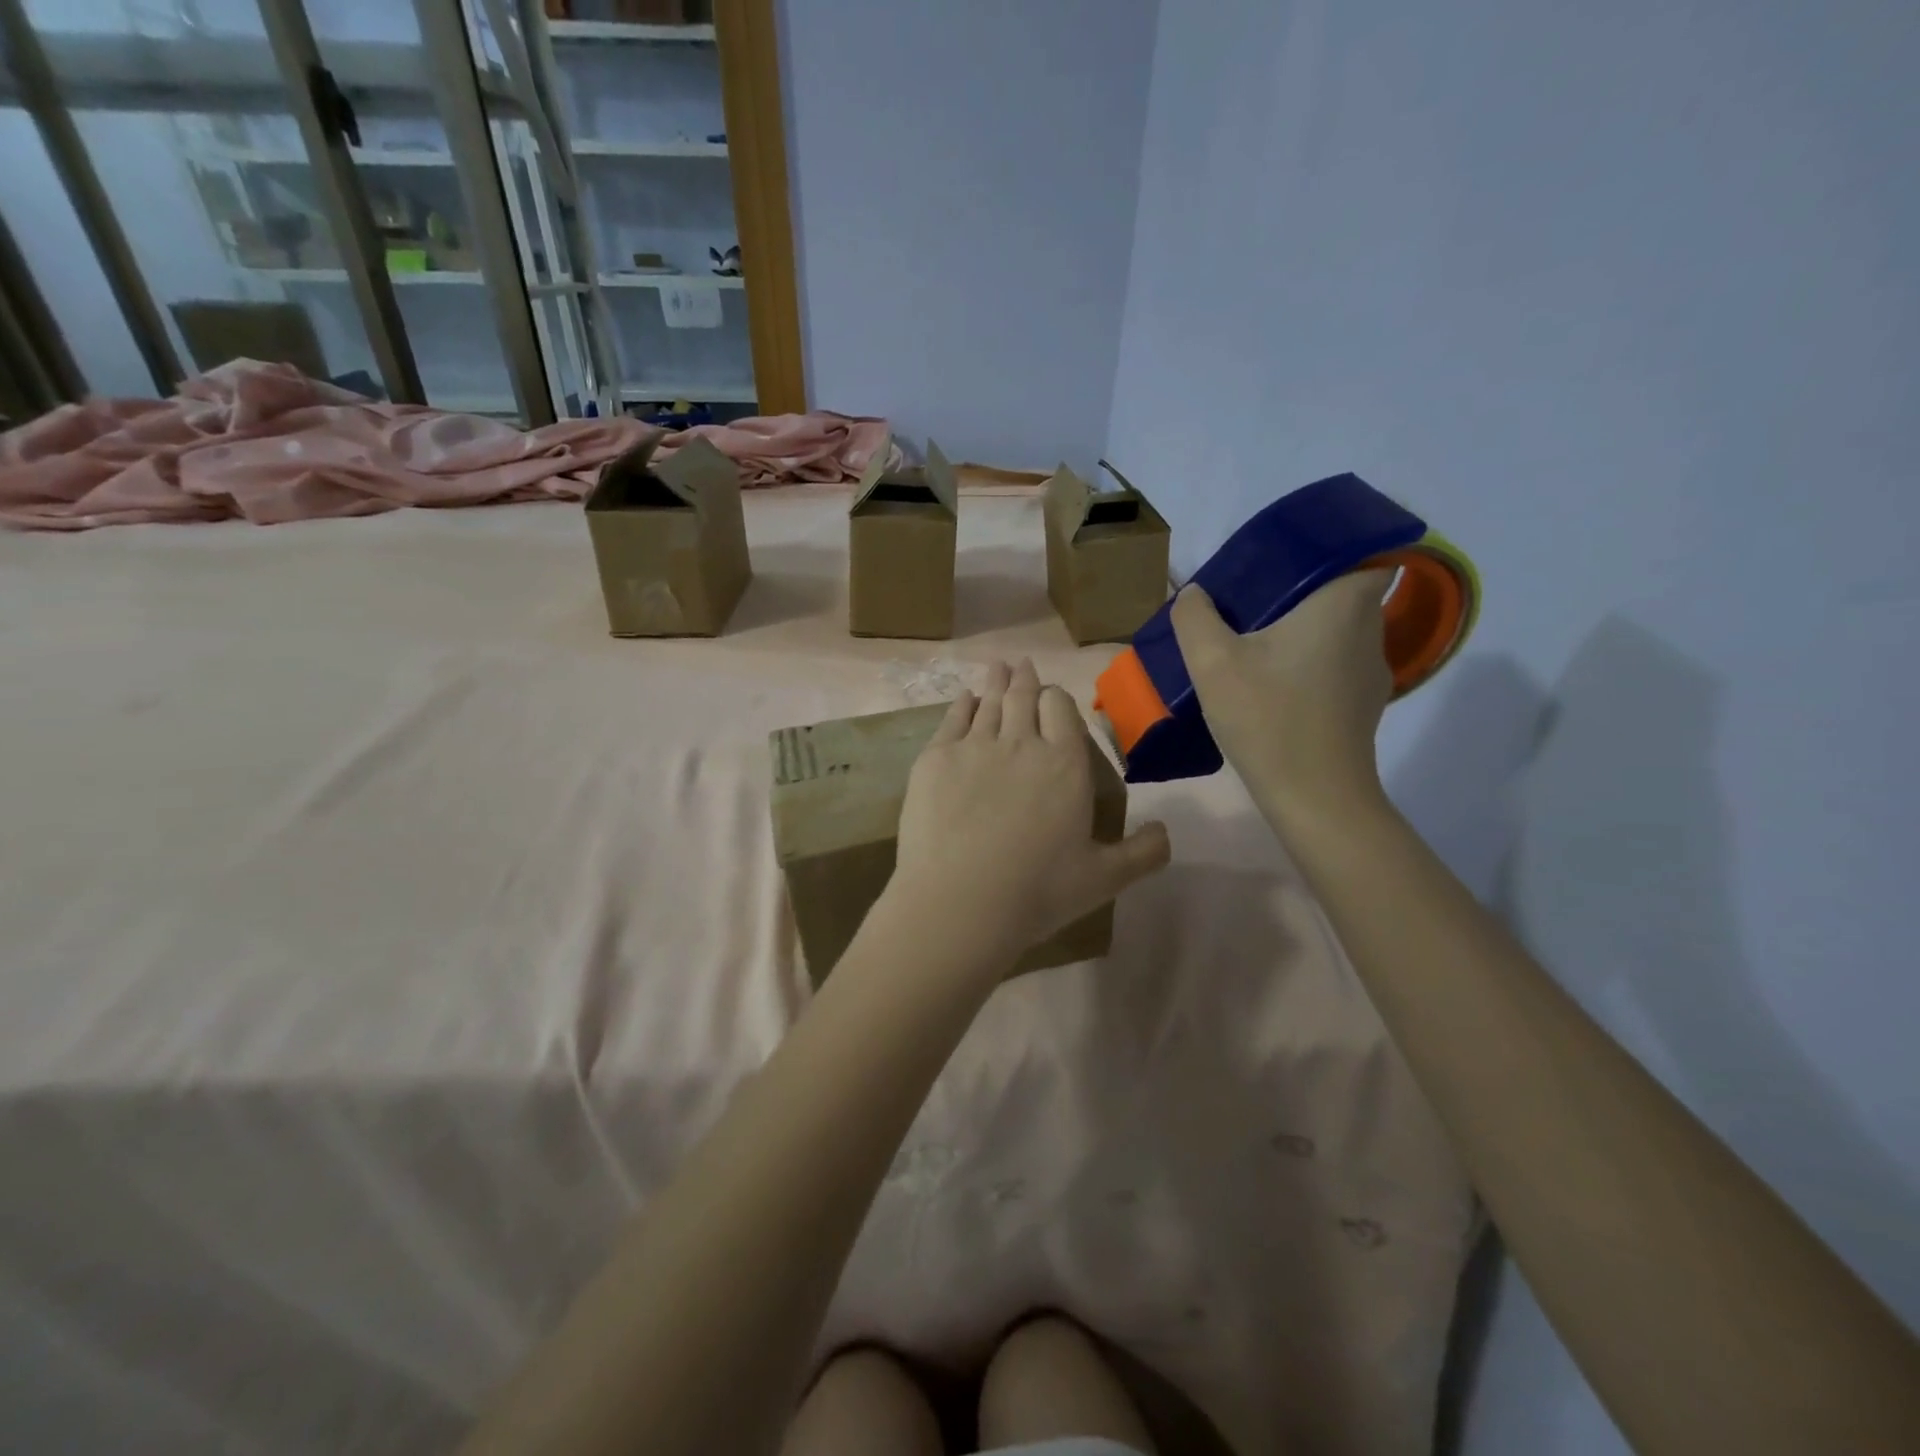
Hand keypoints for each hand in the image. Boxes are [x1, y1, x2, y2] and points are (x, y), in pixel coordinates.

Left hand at [892, 660, 1170, 970]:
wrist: (959, 902)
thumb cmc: (1038, 891)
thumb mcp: (1105, 878)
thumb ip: (1143, 853)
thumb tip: (1166, 832)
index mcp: (1065, 763)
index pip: (1062, 707)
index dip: (1056, 698)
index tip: (1052, 699)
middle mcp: (1020, 742)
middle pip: (1022, 697)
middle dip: (1024, 679)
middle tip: (1021, 664)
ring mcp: (973, 747)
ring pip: (988, 703)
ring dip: (994, 682)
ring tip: (997, 667)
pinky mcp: (934, 759)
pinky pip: (951, 720)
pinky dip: (960, 705)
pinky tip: (964, 699)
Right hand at [1170, 570, 1396, 827]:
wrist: (1314, 798)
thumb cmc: (1268, 718)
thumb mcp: (1212, 663)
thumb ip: (1195, 618)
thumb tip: (1195, 594)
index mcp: (1344, 605)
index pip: (1368, 552)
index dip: (1336, 548)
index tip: (1292, 560)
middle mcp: (1370, 630)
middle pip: (1346, 592)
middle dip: (1305, 591)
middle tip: (1256, 601)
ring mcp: (1372, 672)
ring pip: (1341, 632)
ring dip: (1306, 631)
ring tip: (1258, 644)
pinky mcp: (1364, 706)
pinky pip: (1336, 666)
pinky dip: (1310, 664)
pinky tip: (1274, 687)